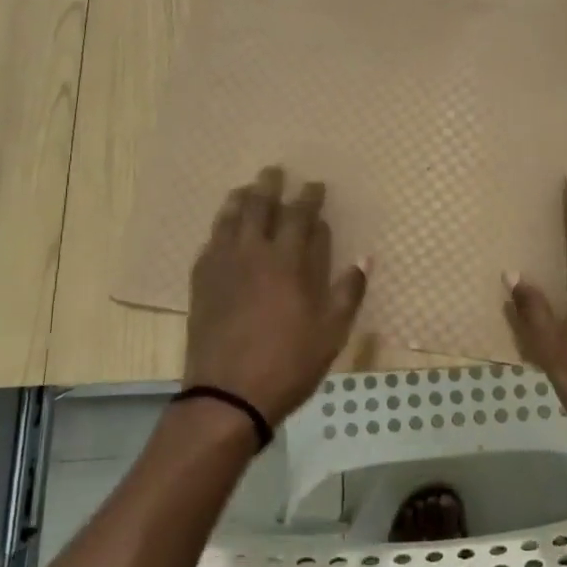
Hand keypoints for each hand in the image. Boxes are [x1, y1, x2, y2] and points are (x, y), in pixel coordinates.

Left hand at [184, 166, 368, 426]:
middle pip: (259, 207)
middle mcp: (253, 254)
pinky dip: (220, 229)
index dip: (309, 197)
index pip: (300, 216)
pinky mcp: (201, 284)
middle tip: (274, 172)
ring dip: (239, 200)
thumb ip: (348, 291)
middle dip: (269, 186)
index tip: (315, 184)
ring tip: (245, 190)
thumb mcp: (332, 332)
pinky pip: (209, 244)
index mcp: (287, 262)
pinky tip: (222, 231)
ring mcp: (222, 267)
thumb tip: (365, 258)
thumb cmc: (289, 362)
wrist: (227, 395)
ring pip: (229, 220)